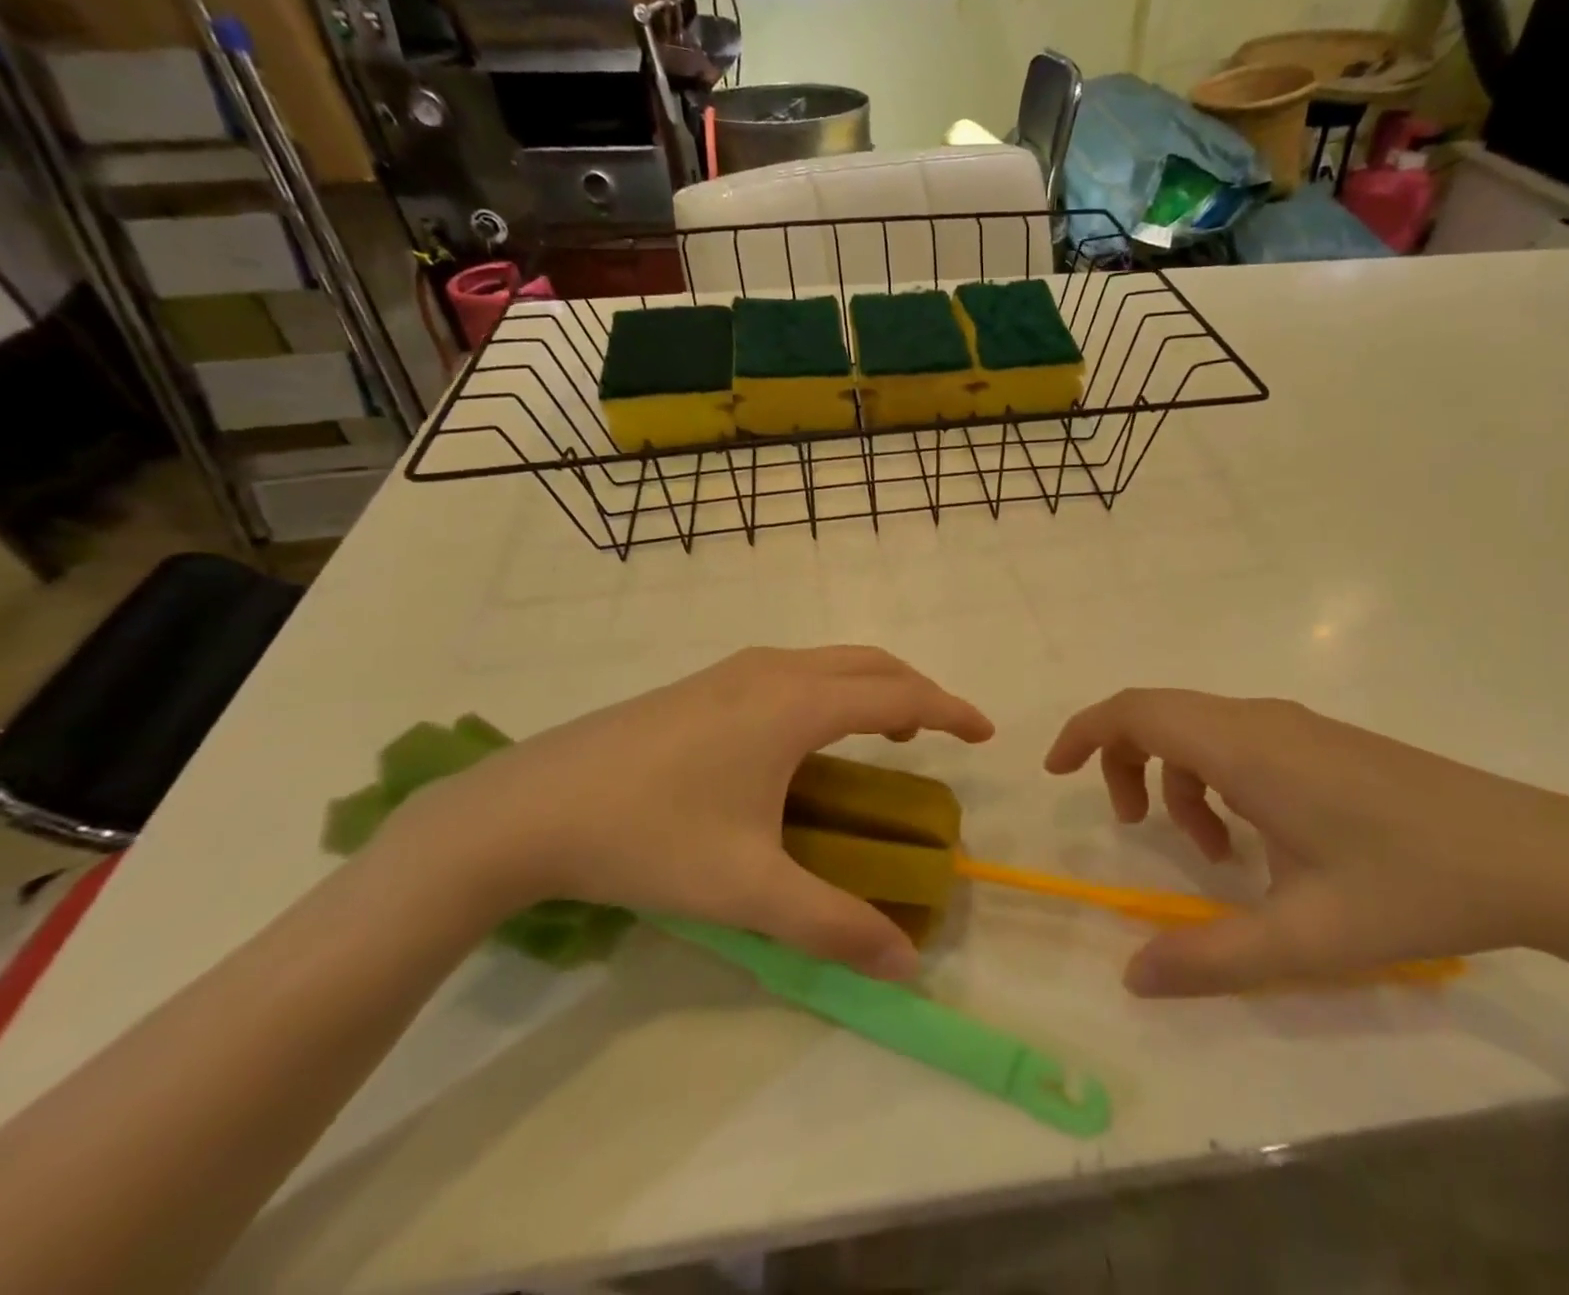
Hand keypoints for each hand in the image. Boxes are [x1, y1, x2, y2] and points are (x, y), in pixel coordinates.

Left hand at [407, 647, 993, 979]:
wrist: (527, 807)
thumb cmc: (649, 836)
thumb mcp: (748, 889)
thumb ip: (833, 925)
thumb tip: (907, 963)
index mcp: (796, 704)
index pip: (898, 694)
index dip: (949, 710)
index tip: (985, 732)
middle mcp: (773, 671)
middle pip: (869, 663)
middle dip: (916, 691)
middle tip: (941, 735)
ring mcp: (733, 671)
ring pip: (829, 661)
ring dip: (871, 687)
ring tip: (886, 735)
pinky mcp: (703, 684)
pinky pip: (794, 671)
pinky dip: (831, 689)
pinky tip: (809, 737)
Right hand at [1046, 691, 1568, 995]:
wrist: (1532, 854)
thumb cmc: (1410, 886)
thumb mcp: (1303, 937)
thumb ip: (1209, 957)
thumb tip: (1132, 977)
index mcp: (1242, 747)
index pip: (1137, 710)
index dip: (1085, 731)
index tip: (1057, 771)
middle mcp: (1258, 720)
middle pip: (1159, 713)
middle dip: (1124, 761)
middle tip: (1132, 827)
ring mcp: (1292, 725)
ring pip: (1199, 729)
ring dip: (1179, 780)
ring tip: (1211, 853)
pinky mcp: (1318, 738)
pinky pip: (1237, 741)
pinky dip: (1217, 780)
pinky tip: (1257, 840)